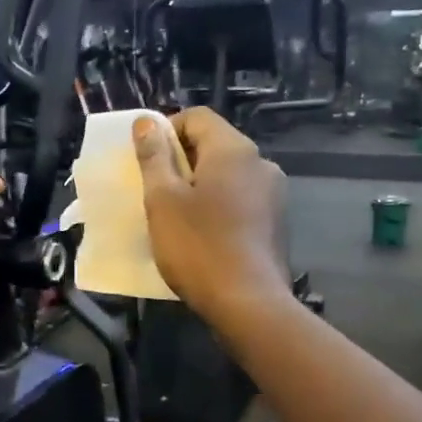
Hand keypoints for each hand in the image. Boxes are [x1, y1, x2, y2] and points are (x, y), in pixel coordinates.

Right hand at [133, 108, 290, 328]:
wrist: (249, 304)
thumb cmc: (198, 246)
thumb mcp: (163, 199)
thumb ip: (154, 156)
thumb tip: (146, 122)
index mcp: (234, 150)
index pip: (197, 117)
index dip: (166, 130)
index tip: (146, 159)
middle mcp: (260, 163)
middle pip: (213, 144)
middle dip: (181, 160)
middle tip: (154, 189)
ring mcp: (273, 193)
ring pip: (227, 174)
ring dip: (198, 184)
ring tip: (175, 214)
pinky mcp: (276, 221)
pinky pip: (240, 198)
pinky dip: (217, 205)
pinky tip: (202, 233)